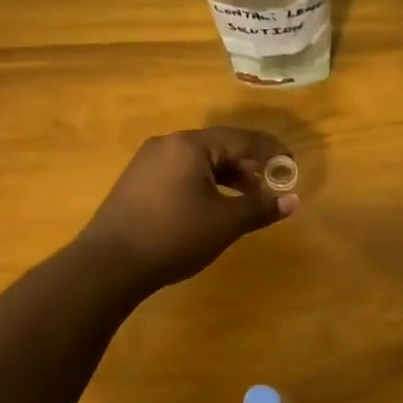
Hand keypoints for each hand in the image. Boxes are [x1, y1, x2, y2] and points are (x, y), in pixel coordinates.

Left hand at [78, 128, 298, 291]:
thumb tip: (293, 200)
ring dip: (225, 177)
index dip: (271, 151)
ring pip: (198, 161)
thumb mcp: (224, 223)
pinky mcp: (136, 182)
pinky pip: (179, 173)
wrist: (109, 264)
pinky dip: (203, 184)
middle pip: (218, 146)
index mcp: (190, 145)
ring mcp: (147, 162)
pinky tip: (209, 207)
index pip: (242, 138)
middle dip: (247, 166)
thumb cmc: (173, 237)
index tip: (291, 166)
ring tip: (243, 200)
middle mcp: (167, 144)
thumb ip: (260, 208)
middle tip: (268, 188)